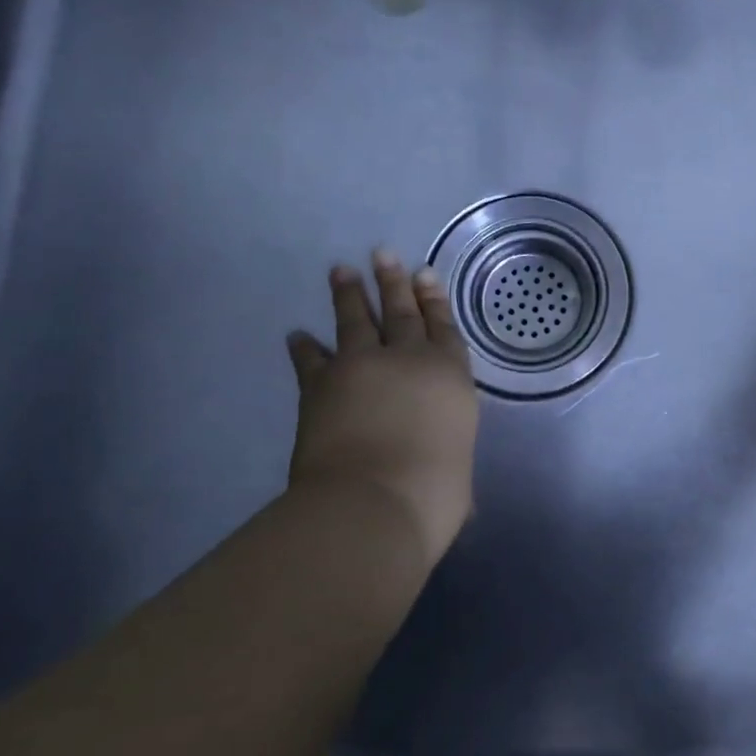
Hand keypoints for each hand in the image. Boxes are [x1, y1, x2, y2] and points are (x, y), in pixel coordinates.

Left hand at [286, 252, 478, 569]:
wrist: (372, 503)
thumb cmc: (433, 493)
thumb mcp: (457, 480)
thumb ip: (449, 470)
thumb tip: (457, 500)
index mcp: (449, 376)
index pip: (443, 327)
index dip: (434, 300)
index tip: (425, 274)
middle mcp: (408, 360)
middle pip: (401, 311)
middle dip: (394, 281)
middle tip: (384, 253)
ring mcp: (361, 367)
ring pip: (356, 320)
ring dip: (349, 294)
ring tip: (342, 270)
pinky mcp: (320, 385)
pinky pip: (312, 359)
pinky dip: (304, 347)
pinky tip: (297, 335)